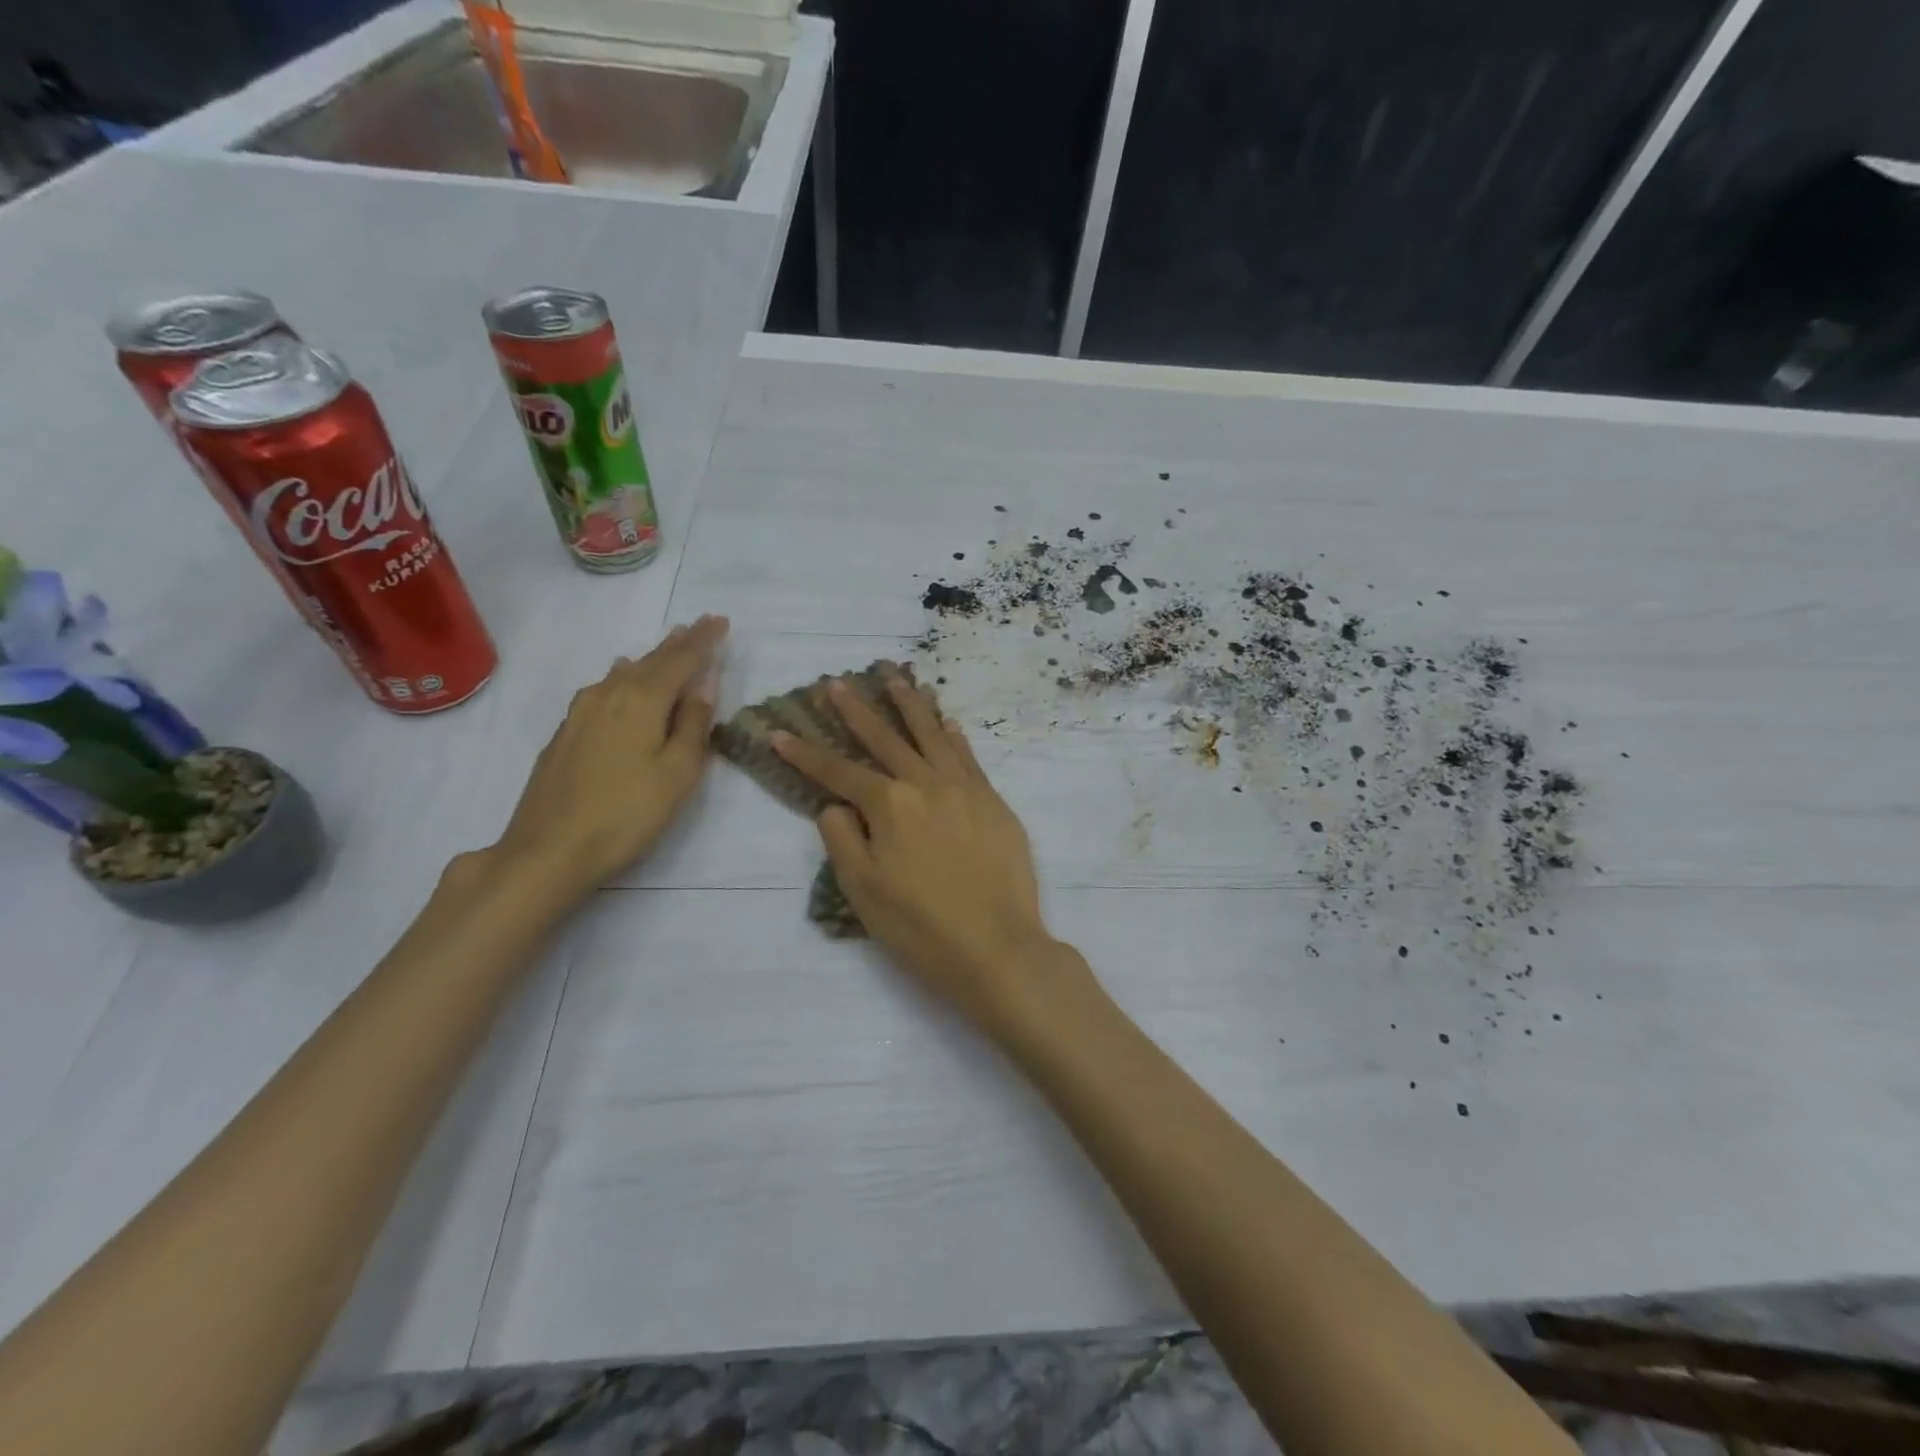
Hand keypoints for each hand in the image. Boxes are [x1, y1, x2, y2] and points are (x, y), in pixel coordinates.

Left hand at [490, 616, 727, 902]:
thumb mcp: (678, 772)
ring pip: (625, 673)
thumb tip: (705, 682)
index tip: (722, 621)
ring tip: (669, 644)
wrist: (549, 849)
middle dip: (679, 642)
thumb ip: (693, 723)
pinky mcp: (566, 732)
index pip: (682, 660)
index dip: (704, 641)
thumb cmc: (627, 813)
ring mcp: (581, 712)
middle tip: (700, 625)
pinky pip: (604, 688)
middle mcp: (610, 694)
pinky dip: (624, 676)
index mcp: (642, 701)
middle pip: (651, 661)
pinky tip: (620, 675)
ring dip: (651, 658)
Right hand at [772, 672, 1087, 1034]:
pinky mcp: (993, 801)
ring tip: (893, 677)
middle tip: (837, 682)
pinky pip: (968, 756)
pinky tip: (946, 721)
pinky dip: (953, 735)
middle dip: (856, 710)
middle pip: (885, 739)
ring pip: (931, 735)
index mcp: (889, 805)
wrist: (998, 947)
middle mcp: (926, 784)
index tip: (779, 732)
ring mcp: (965, 788)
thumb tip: (836, 804)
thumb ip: (842, 839)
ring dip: (909, 705)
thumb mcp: (863, 890)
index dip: (805, 753)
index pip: (838, 772)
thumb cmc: (921, 927)